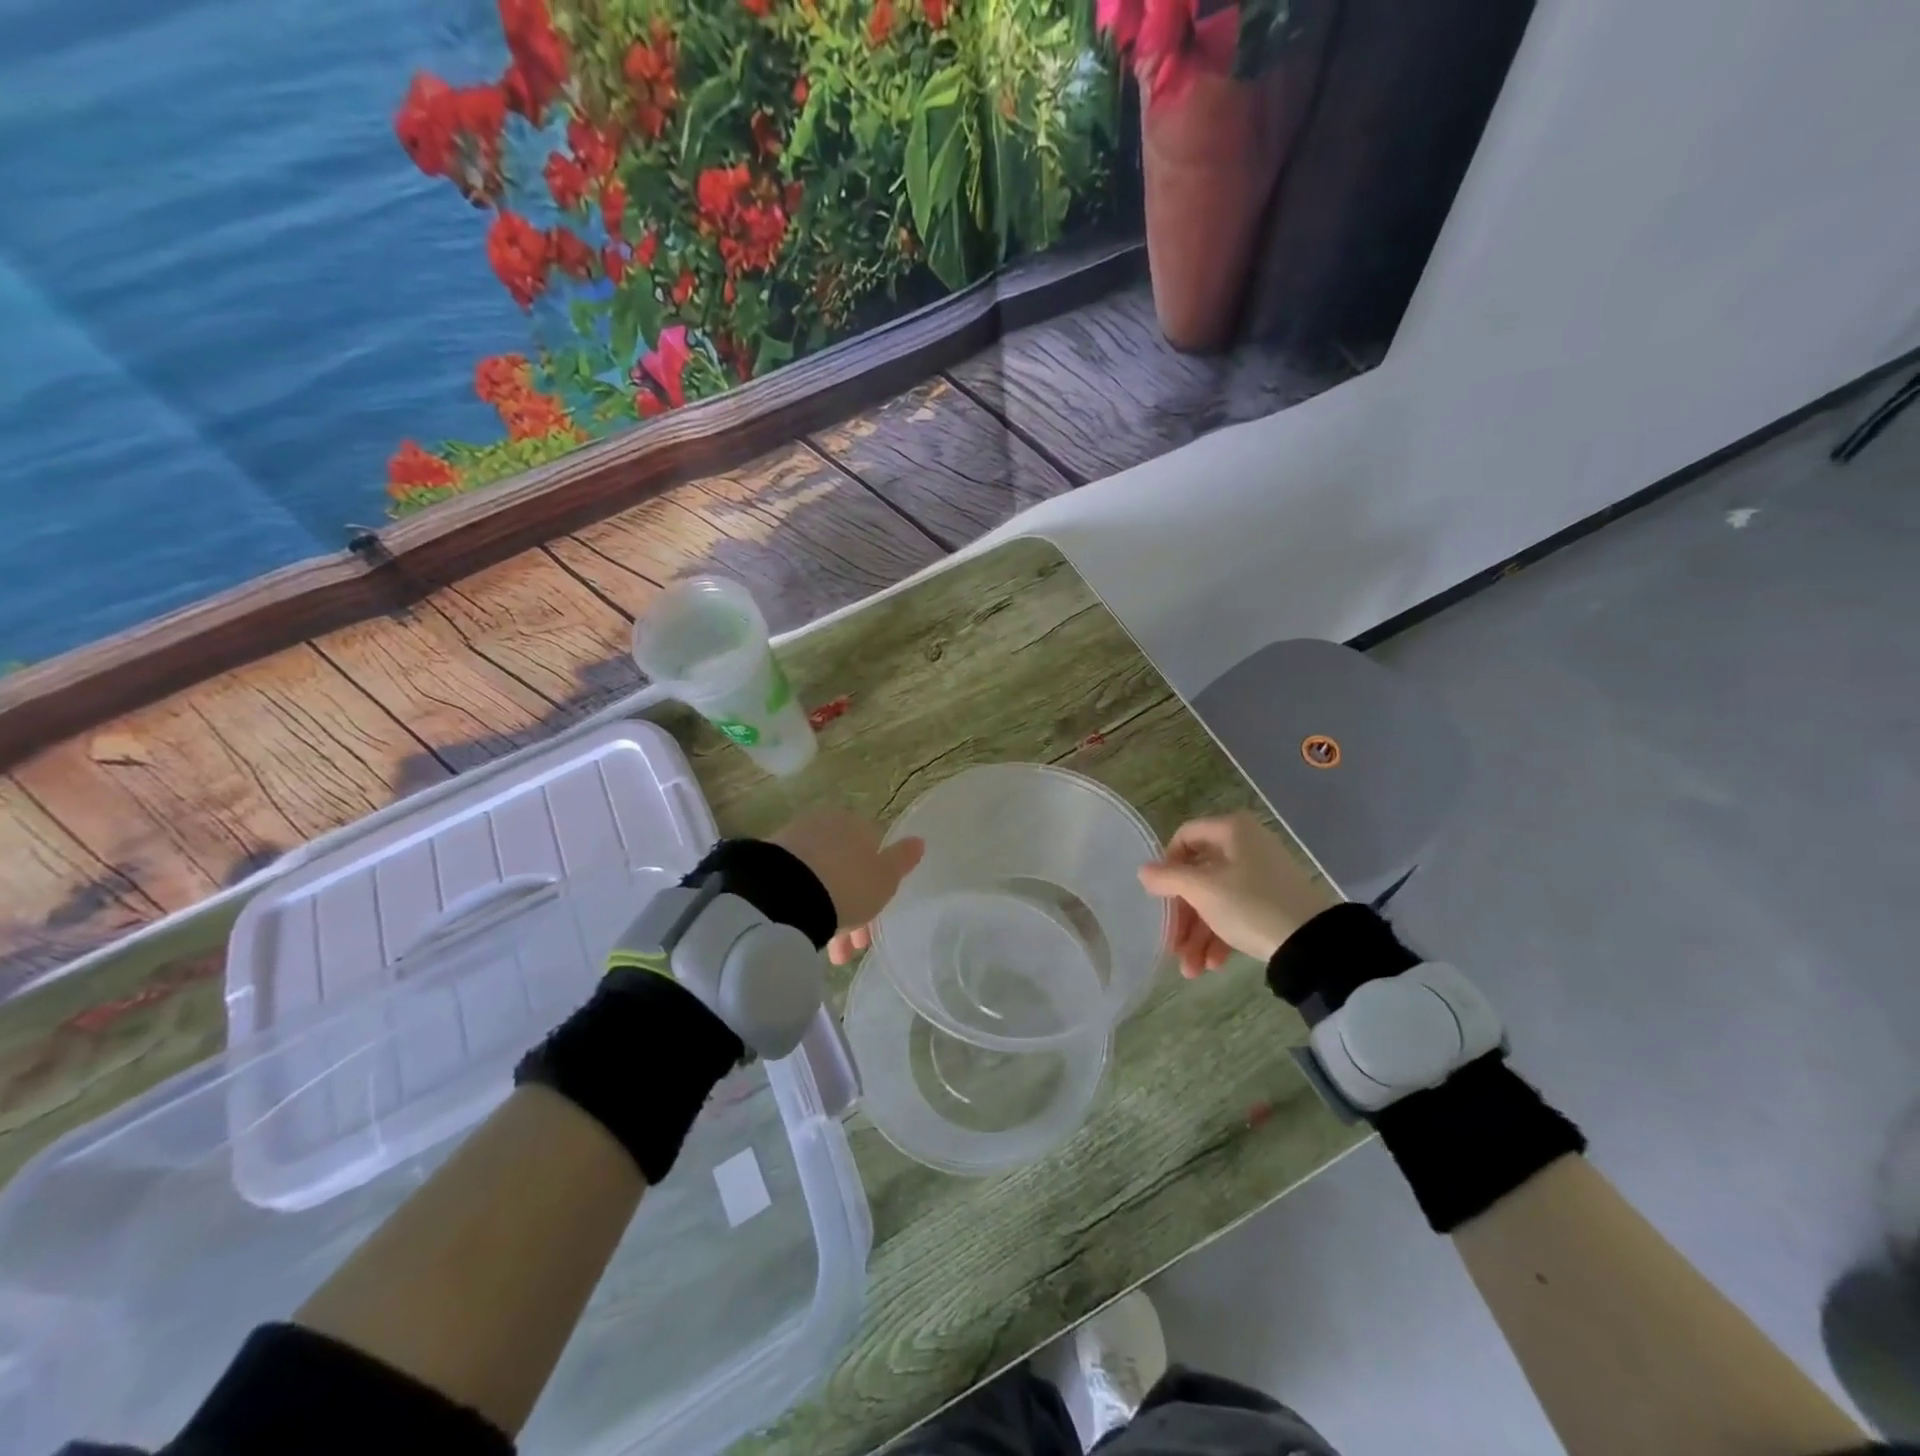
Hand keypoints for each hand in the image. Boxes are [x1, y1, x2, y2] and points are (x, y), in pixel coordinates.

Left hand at [770, 808, 923, 963]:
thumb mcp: (885, 878)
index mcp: (856, 824)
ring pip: (820, 882)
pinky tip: (805, 933)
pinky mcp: (768, 864)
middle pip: (845, 870)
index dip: (877, 887)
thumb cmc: (848, 884)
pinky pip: (796, 888)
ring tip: (829, 954)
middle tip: (850, 948)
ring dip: (828, 916)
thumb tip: (919, 841)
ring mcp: (794, 842)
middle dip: (851, 910)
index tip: (875, 920)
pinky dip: (805, 909)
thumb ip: (902, 859)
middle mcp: (824, 826)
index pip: (872, 852)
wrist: (785, 893)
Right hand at [1137, 812, 1334, 977]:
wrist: (1314, 944)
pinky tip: (1212, 965)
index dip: (1166, 866)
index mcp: (1231, 831)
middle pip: (1198, 876)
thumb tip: (1143, 871)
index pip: (1184, 837)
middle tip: (1171, 945)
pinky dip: (1220, 936)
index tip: (1159, 896)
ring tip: (1191, 970)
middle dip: (1182, 917)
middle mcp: (1245, 846)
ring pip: (1215, 900)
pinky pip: (1234, 912)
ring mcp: (1260, 876)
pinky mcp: (1270, 902)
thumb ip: (1168, 878)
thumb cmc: (1251, 905)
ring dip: (1198, 935)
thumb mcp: (1203, 890)